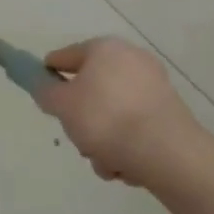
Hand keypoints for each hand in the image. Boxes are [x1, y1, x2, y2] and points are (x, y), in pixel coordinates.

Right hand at [35, 37, 203, 185]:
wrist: (167, 152)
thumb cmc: (106, 119)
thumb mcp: (62, 105)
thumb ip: (45, 92)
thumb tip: (45, 86)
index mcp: (104, 48)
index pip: (65, 57)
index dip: (48, 75)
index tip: (44, 97)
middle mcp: (131, 60)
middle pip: (91, 90)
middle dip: (82, 120)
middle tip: (79, 138)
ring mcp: (154, 87)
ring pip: (112, 114)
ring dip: (103, 140)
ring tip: (105, 160)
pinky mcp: (170, 113)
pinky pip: (135, 127)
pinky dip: (127, 145)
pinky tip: (126, 165)